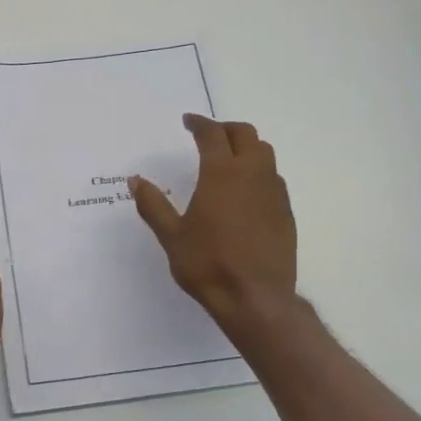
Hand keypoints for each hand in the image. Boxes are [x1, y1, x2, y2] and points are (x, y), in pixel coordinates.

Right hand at [131, 114, 297, 331]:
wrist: (256, 298)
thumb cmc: (208, 264)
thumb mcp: (171, 235)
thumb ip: (153, 204)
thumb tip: (135, 180)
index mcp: (222, 174)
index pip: (212, 134)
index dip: (199, 123)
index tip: (188, 121)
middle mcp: (252, 174)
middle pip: (245, 134)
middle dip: (225, 129)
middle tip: (208, 135)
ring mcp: (274, 193)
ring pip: (264, 153)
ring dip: (246, 147)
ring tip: (228, 159)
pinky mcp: (285, 212)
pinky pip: (273, 178)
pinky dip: (258, 171)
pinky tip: (244, 192)